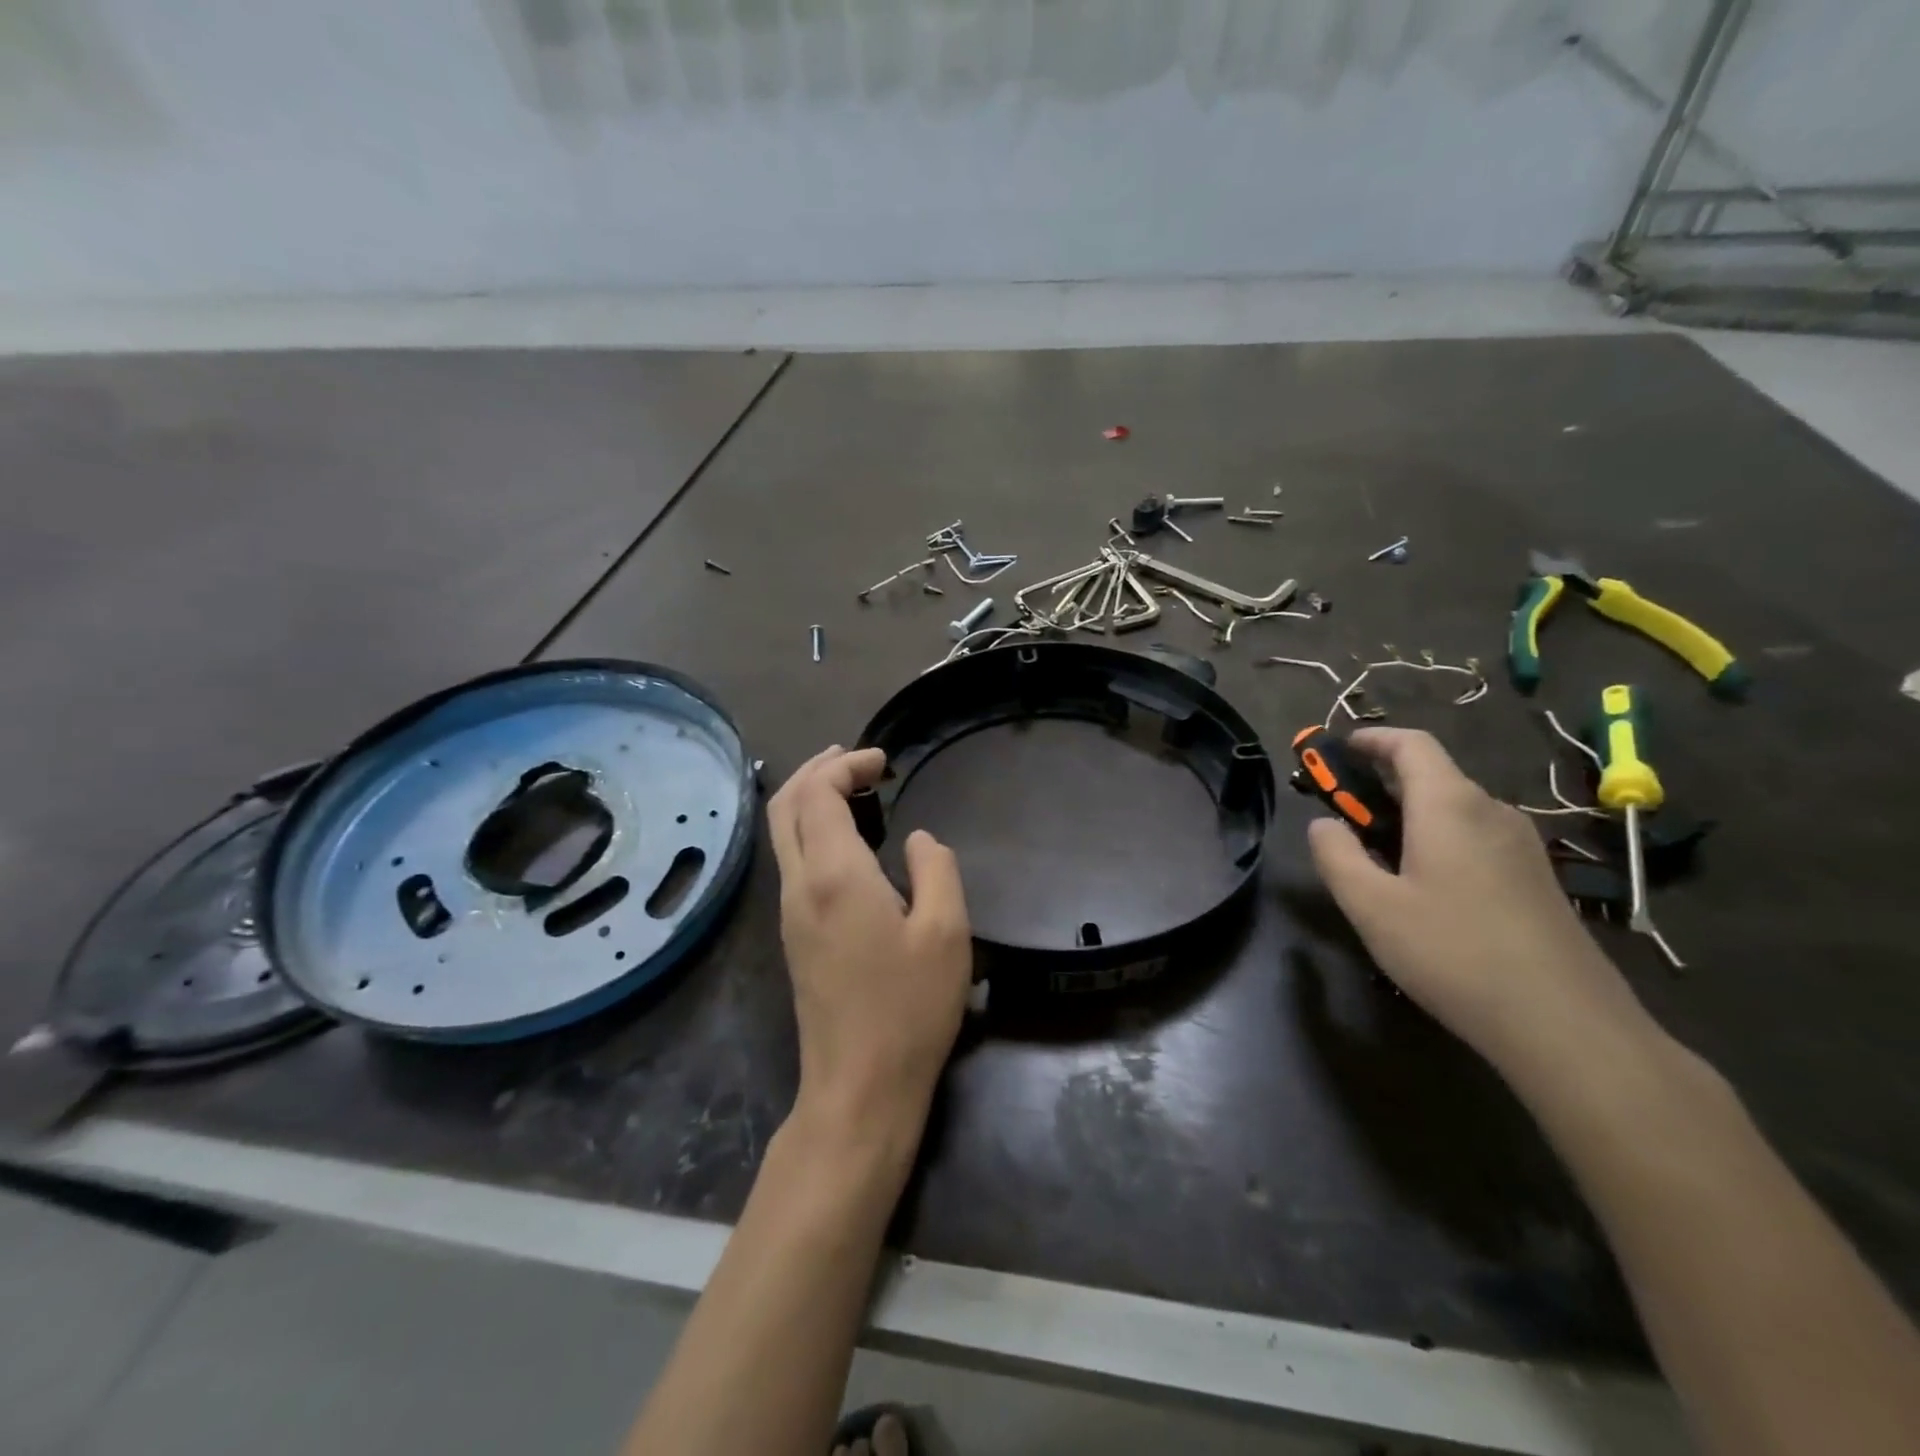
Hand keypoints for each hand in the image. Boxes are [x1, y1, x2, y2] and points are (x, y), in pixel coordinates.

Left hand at [767, 746, 971, 1141]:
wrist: (859, 1086)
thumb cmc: (910, 1008)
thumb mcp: (947, 932)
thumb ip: (936, 869)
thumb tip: (917, 840)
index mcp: (834, 875)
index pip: (818, 793)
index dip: (846, 765)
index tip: (883, 762)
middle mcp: (799, 885)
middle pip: (785, 804)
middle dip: (815, 770)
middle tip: (854, 758)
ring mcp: (789, 912)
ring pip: (781, 833)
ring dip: (808, 798)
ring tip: (847, 785)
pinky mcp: (792, 936)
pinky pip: (790, 860)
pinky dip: (809, 829)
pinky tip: (842, 838)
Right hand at [1306, 728, 1655, 1082]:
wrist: (1564, 1023)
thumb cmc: (1453, 952)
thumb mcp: (1371, 906)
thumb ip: (1336, 855)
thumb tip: (1323, 824)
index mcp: (1450, 805)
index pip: (1412, 744)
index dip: (1372, 738)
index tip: (1339, 749)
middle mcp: (1491, 812)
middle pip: (1433, 774)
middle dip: (1383, 781)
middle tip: (1344, 812)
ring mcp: (1521, 845)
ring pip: (1455, 808)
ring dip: (1411, 813)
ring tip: (1377, 853)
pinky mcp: (1535, 878)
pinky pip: (1476, 837)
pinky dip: (1439, 838)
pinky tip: (1425, 887)